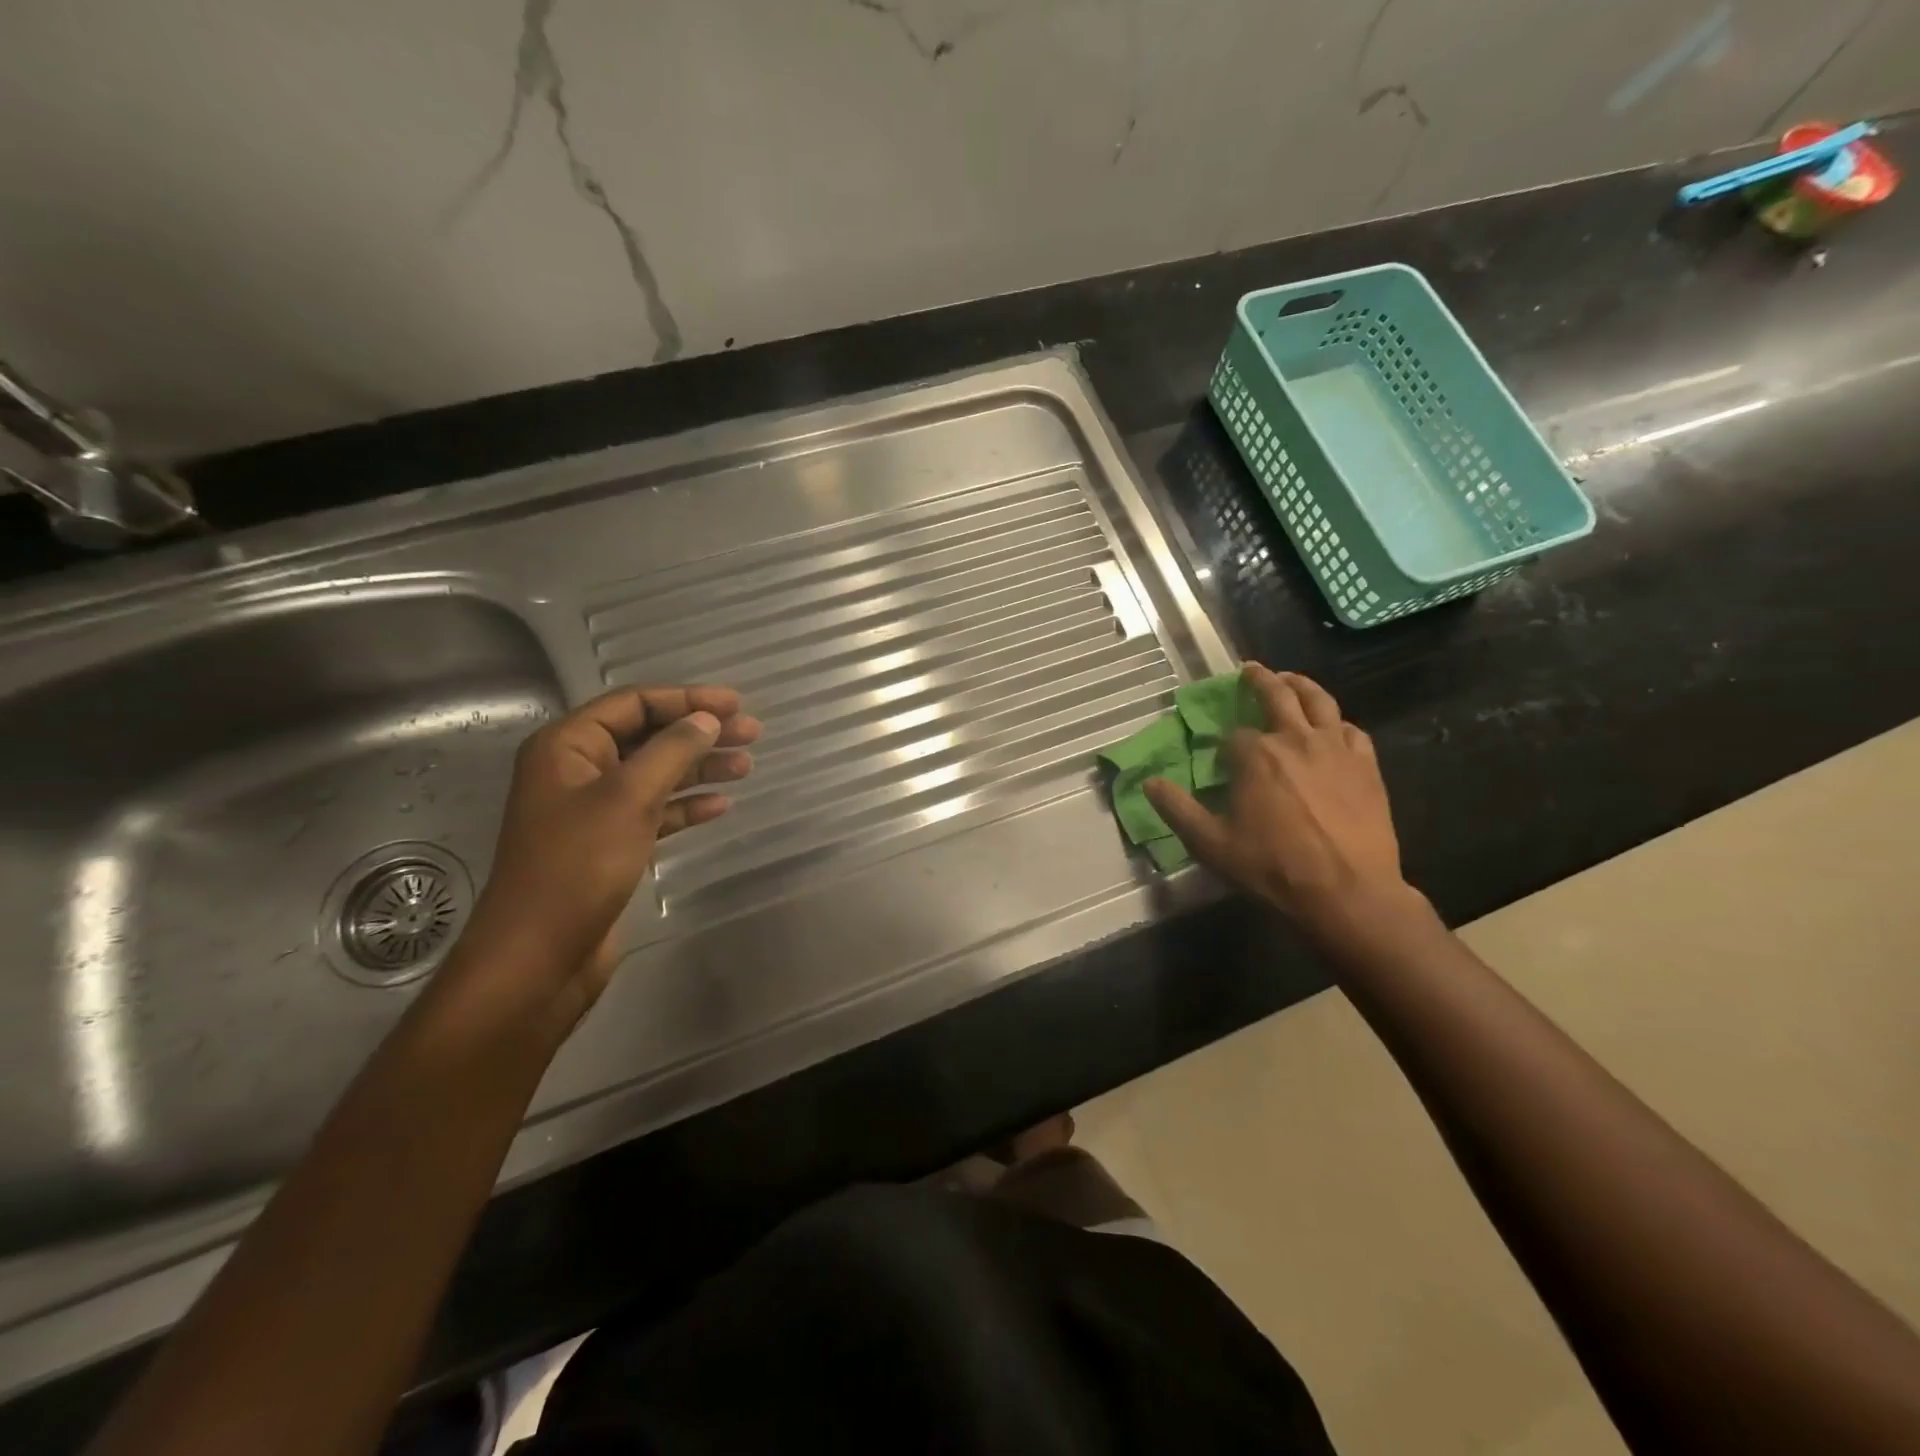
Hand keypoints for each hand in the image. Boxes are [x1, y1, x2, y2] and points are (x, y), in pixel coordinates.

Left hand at [456, 685, 760, 1018]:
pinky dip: (686, 806)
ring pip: (656, 775)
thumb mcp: (628, 798)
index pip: (634, 704)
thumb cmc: (578, 866)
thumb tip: (706, 719)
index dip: (687, 699)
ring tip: (746, 766)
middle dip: (699, 733)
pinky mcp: (610, 845)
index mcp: (567, 747)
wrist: (539, 957)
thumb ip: (671, 752)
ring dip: (699, 768)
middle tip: (752, 733)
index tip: (736, 704)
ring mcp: (594, 810)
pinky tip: (720, 806)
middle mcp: (578, 771)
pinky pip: (655, 812)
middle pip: (648, 737)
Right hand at [1144, 665, 1413, 938]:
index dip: (1224, 744)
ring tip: (1291, 680)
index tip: (1221, 758)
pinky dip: (1337, 722)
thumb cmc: (1273, 867)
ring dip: (1301, 685)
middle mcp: (1295, 739)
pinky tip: (1332, 728)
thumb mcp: (1211, 843)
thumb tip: (1149, 782)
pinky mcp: (1366, 765)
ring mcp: (1336, 749)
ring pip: (1320, 701)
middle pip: (1278, 695)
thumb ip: (1177, 809)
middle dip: (1260, 680)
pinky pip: (1352, 730)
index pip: (1233, 735)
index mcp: (1255, 755)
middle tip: (1250, 670)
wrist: (1347, 892)